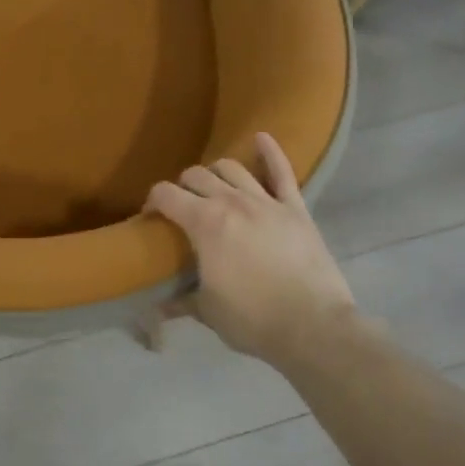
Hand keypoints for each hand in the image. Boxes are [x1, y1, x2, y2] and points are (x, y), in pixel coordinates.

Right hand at [145, 132, 362, 367]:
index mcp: (204, 224)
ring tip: (213, 187)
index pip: (166, 195)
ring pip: (232, 168)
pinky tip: (261, 138)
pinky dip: (270, 152)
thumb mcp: (208, 311)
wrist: (313, 327)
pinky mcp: (295, 208)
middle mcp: (231, 202)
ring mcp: (266, 201)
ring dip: (216, 173)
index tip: (150, 216)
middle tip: (182, 207)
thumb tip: (156, 307)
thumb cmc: (253, 320)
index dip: (152, 201)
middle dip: (182, 187)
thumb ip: (180, 301)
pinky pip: (282, 172)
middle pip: (196, 176)